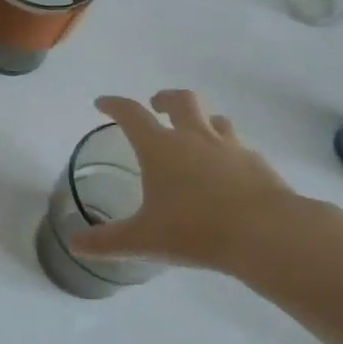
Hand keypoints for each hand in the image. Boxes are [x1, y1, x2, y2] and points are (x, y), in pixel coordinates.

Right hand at [72, 91, 306, 273]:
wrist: (268, 235)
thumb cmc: (196, 230)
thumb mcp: (143, 239)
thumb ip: (106, 242)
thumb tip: (74, 245)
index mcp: (160, 147)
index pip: (131, 114)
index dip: (114, 105)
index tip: (102, 104)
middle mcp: (194, 138)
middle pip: (180, 100)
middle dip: (165, 99)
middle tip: (157, 106)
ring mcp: (230, 148)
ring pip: (215, 119)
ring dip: (202, 121)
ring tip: (196, 136)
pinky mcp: (259, 165)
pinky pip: (240, 147)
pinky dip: (229, 151)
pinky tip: (228, 172)